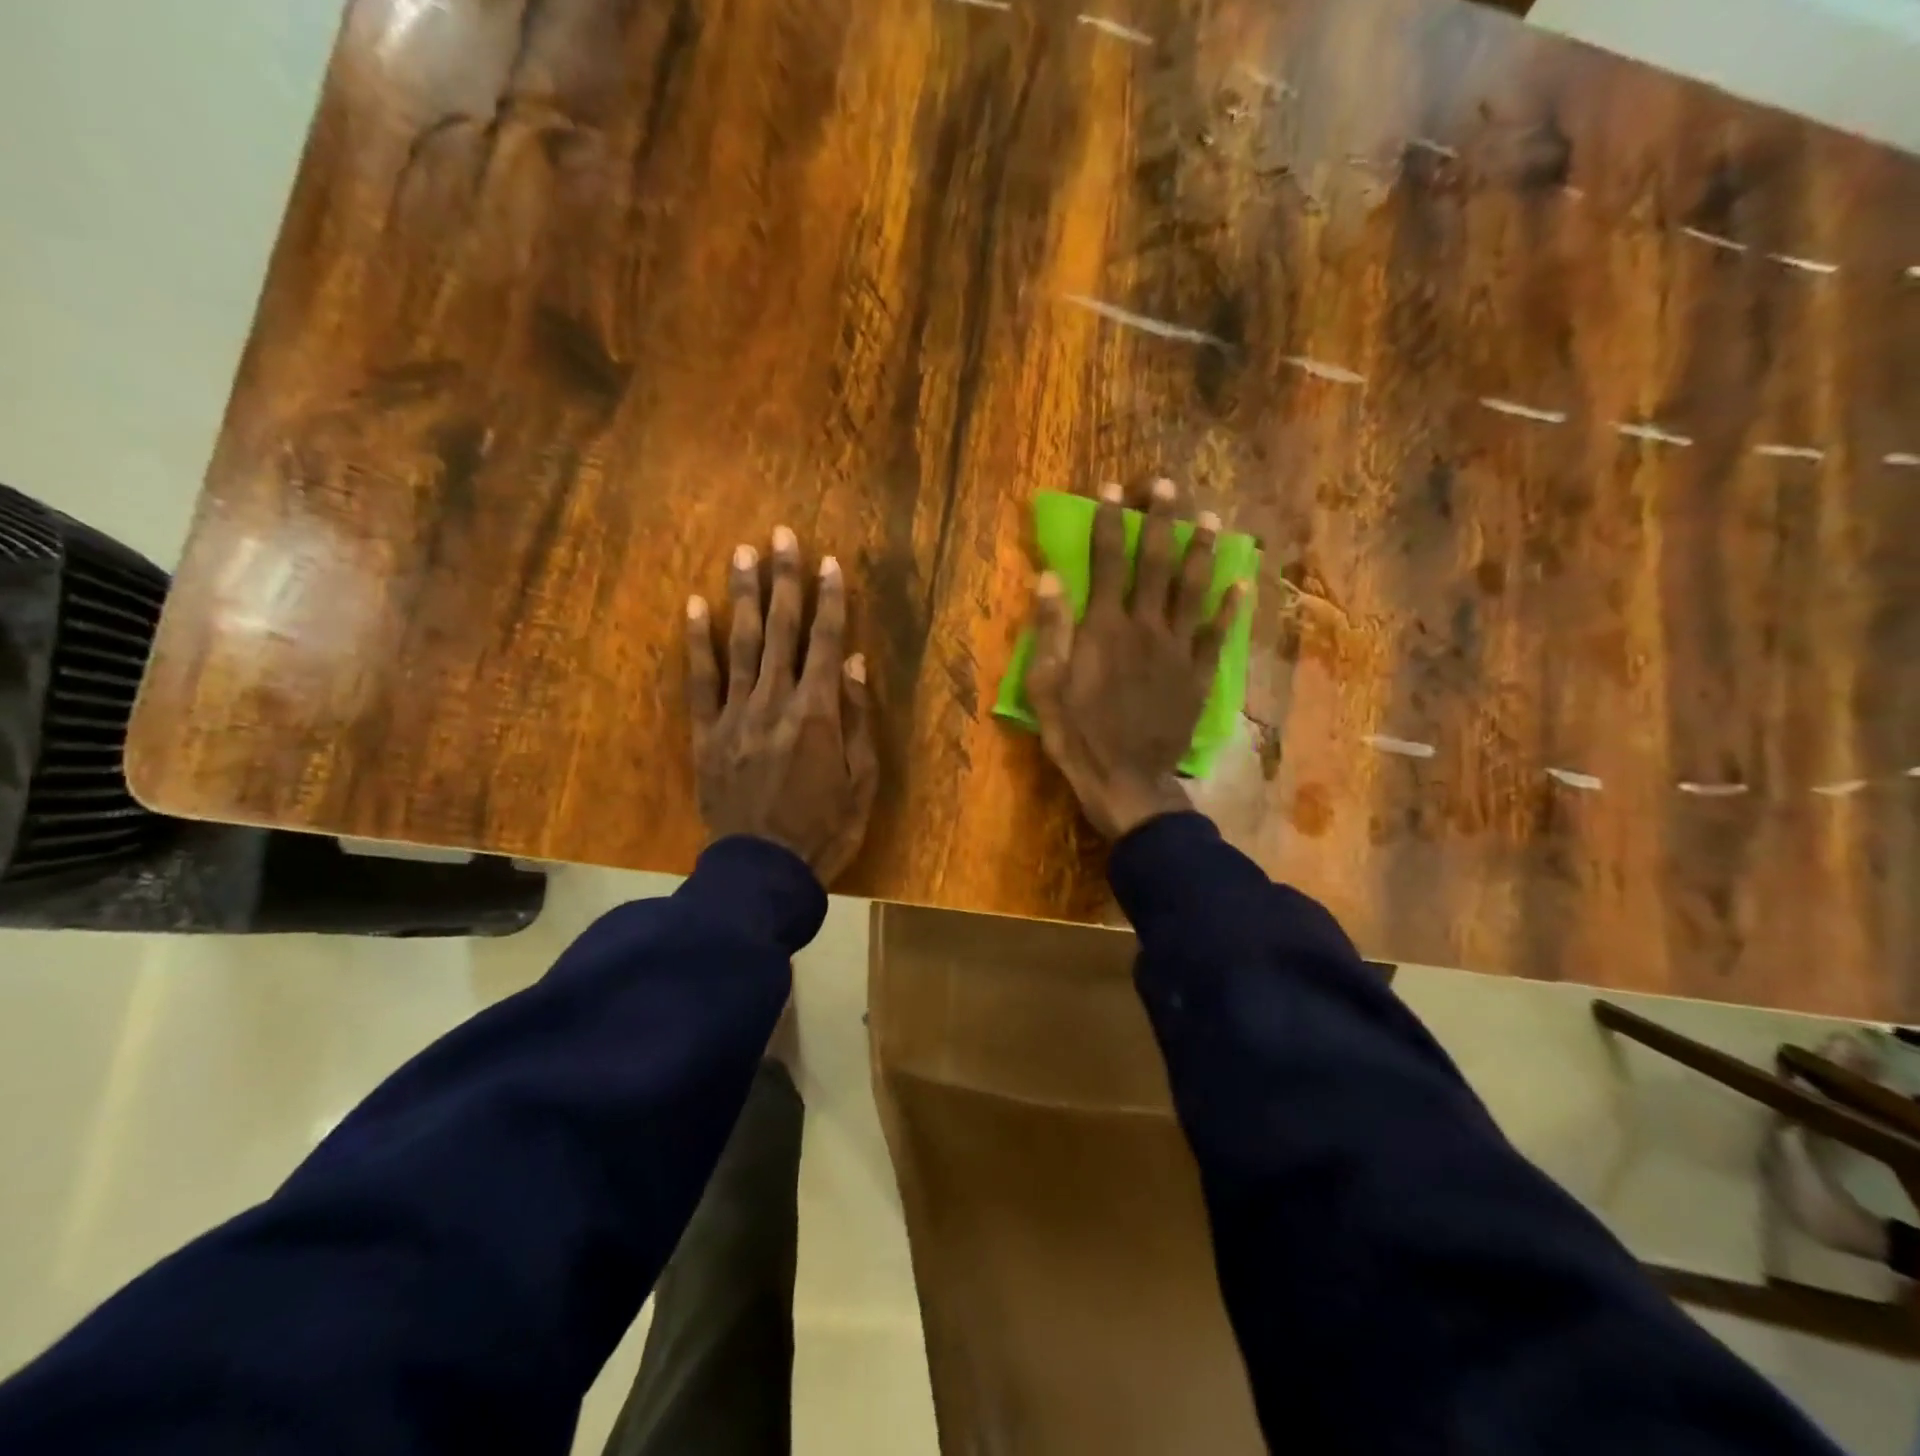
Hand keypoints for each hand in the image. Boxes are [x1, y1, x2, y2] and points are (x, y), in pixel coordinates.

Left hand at [687, 527, 878, 884]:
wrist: (764, 871)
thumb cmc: (825, 829)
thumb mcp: (862, 780)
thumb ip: (858, 717)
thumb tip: (856, 662)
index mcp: (818, 713)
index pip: (827, 642)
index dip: (830, 600)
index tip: (830, 562)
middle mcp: (776, 701)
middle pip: (783, 630)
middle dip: (785, 580)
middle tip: (782, 535)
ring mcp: (735, 715)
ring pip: (741, 644)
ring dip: (744, 596)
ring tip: (743, 553)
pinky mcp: (706, 734)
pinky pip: (700, 681)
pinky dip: (698, 642)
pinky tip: (696, 607)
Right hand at [1027, 479, 1245, 839]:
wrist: (1125, 780)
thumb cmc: (1077, 734)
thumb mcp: (1046, 685)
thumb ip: (1050, 630)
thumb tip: (1050, 578)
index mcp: (1105, 627)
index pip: (1106, 561)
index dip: (1109, 521)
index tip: (1111, 489)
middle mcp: (1146, 626)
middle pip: (1157, 562)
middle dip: (1160, 520)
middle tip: (1166, 485)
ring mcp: (1178, 650)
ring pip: (1194, 589)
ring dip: (1201, 551)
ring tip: (1210, 519)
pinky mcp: (1199, 675)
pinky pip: (1218, 635)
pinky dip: (1230, 608)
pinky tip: (1240, 584)